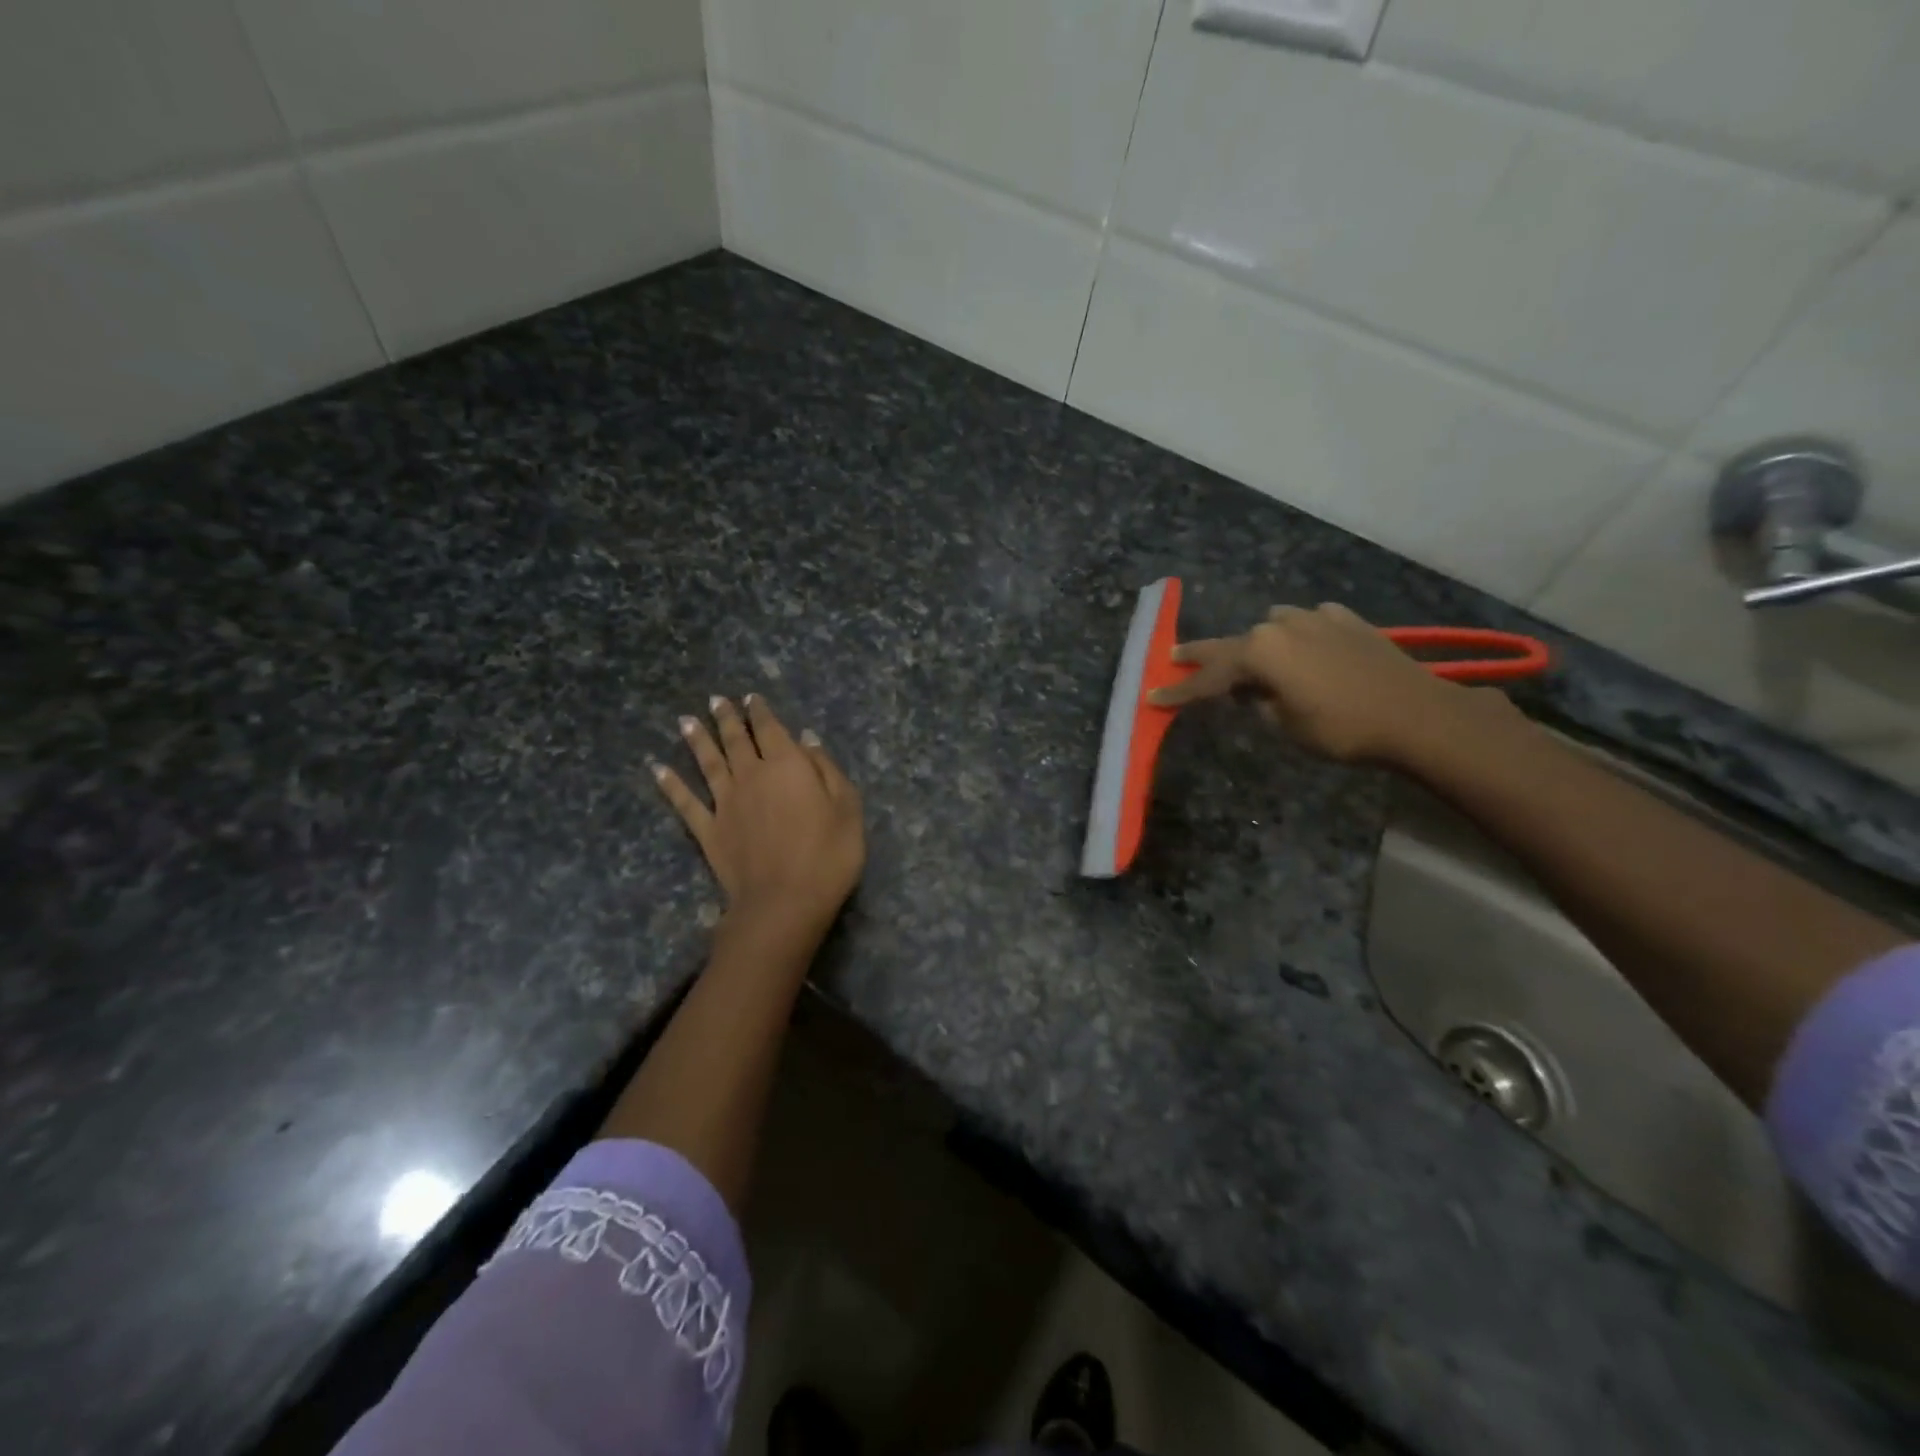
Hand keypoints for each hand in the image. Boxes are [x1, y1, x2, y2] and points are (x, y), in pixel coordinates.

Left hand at [651, 694, 864, 939]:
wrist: (784, 902)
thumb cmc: (828, 855)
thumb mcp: (847, 809)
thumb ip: (827, 770)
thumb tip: (807, 740)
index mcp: (788, 766)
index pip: (771, 730)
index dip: (761, 712)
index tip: (751, 698)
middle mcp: (752, 776)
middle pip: (736, 740)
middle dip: (727, 719)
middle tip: (716, 700)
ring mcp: (726, 803)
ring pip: (708, 763)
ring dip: (697, 740)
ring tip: (685, 720)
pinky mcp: (709, 831)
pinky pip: (686, 802)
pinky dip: (671, 784)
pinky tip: (658, 769)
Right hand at [1148, 602, 1510, 763]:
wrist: (1417, 715)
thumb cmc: (1343, 729)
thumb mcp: (1287, 725)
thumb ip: (1260, 703)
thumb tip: (1254, 692)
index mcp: (1261, 653)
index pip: (1209, 678)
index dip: (1180, 691)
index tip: (1153, 695)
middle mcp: (1282, 626)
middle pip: (1232, 643)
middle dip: (1203, 655)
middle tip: (1176, 657)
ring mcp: (1316, 618)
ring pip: (1272, 625)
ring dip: (1259, 643)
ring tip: (1258, 662)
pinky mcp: (1347, 620)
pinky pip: (1310, 622)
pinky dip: (1301, 634)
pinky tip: (1308, 647)